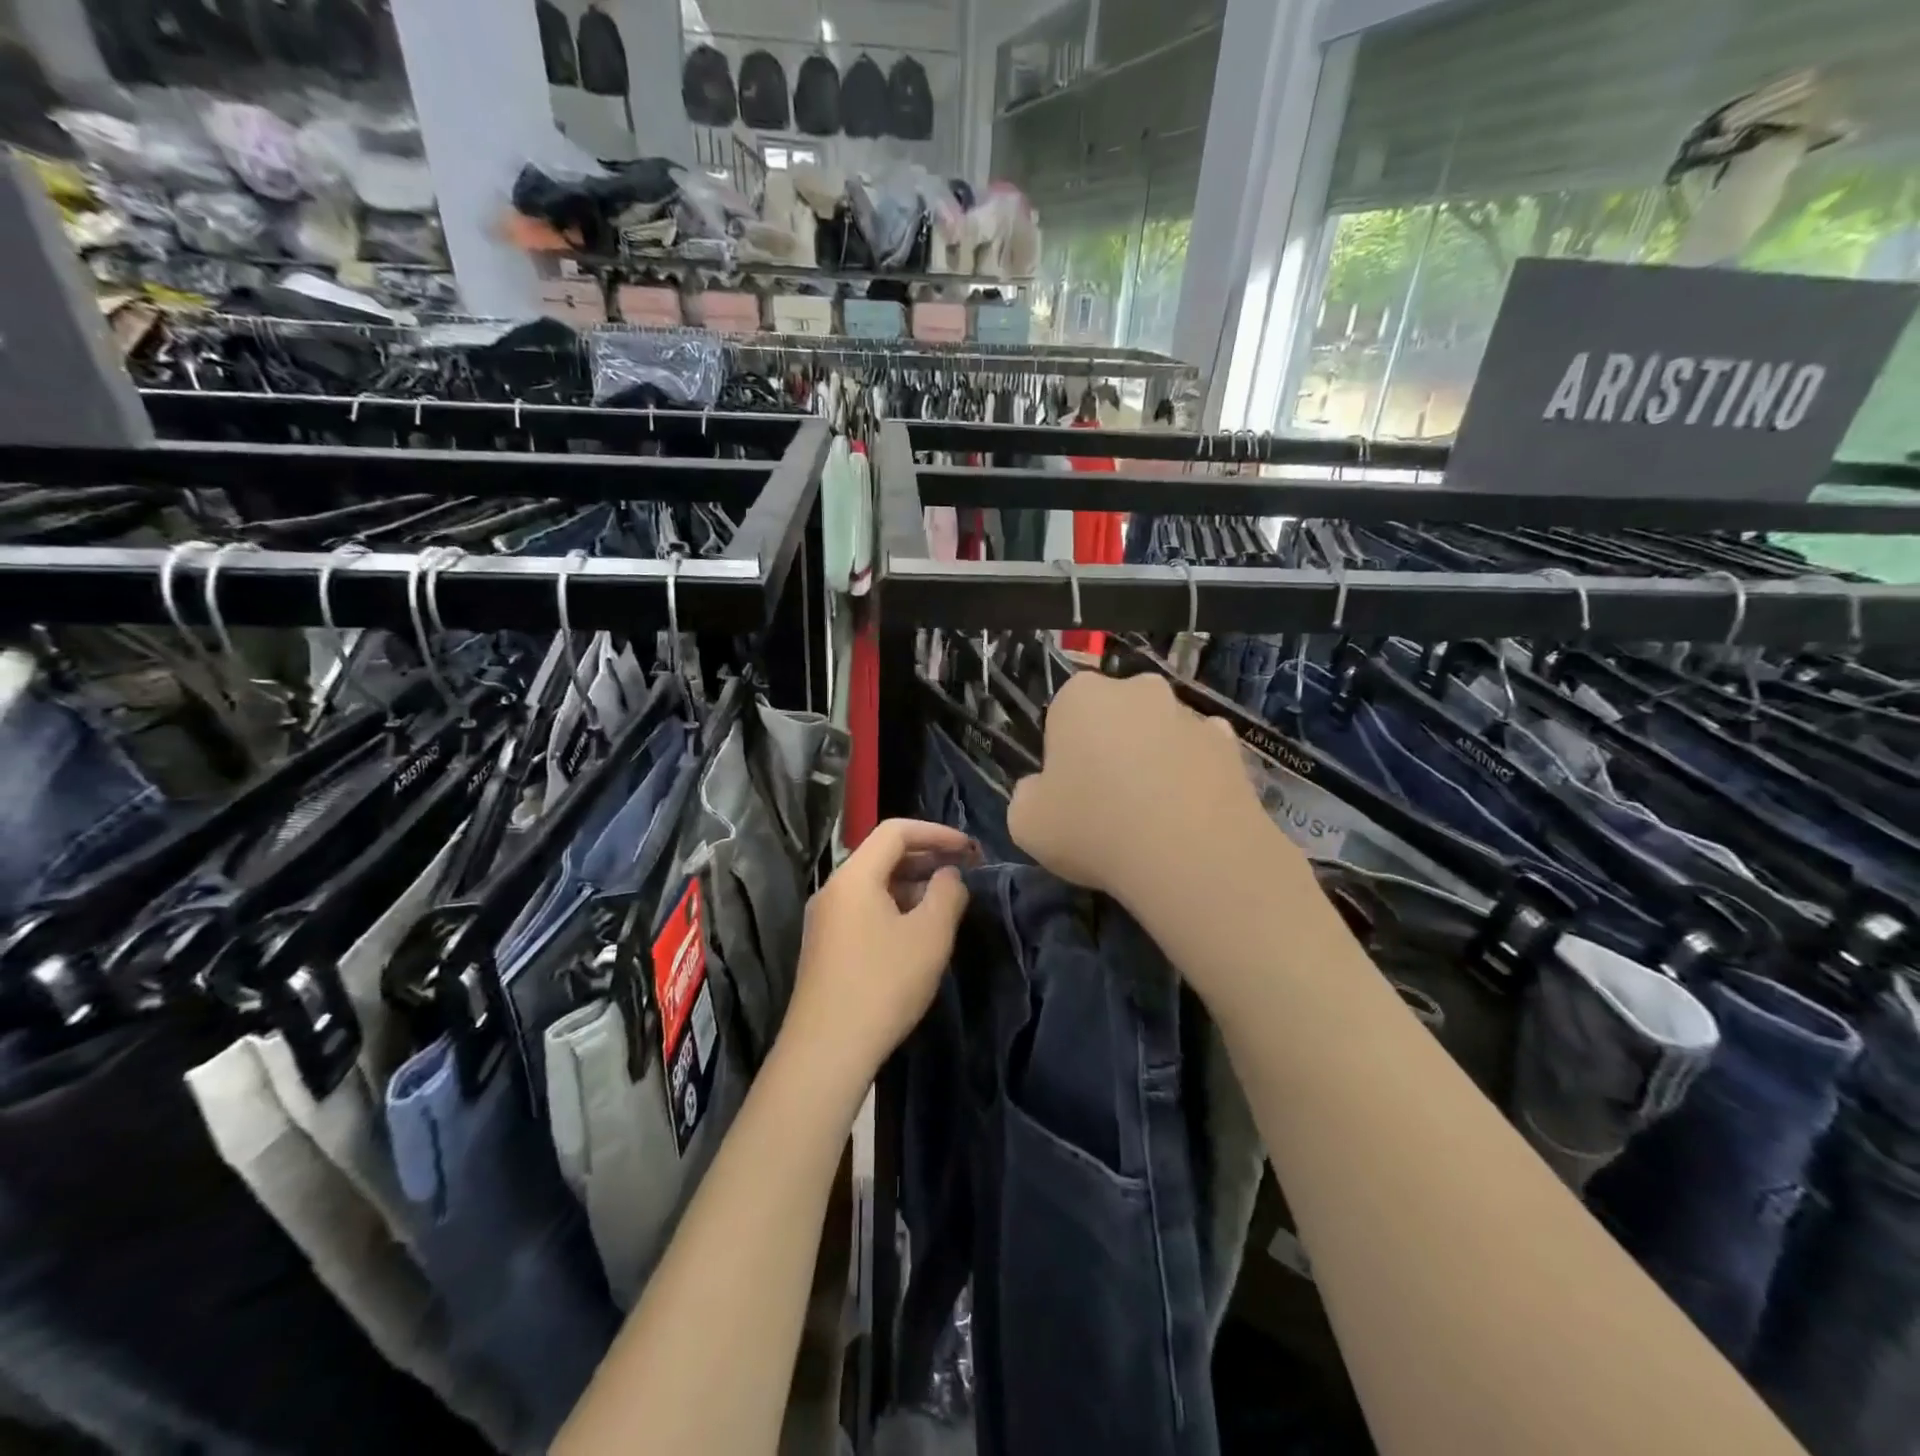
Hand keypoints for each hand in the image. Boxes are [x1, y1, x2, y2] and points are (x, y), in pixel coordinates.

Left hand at [783, 819, 975, 1090]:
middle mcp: (833, 889)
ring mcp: (824, 919)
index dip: (936, 832)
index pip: (896, 831)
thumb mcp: (929, 936)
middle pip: (882, 855)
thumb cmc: (883, 984)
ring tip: (945, 901)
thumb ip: (947, 894)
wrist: (825, 1051)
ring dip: (911, 884)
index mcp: (854, 876)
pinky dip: (894, 906)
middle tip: (963, 871)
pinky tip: (916, 932)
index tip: (970, 849)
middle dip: (926, 857)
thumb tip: (949, 875)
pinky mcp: (824, 947)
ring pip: (873, 884)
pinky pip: (863, 909)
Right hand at [1009, 672, 1290, 915]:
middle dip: (1111, 748)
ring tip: (1153, 820)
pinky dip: (1193, 777)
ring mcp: (1189, 713)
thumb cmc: (1093, 828)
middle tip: (1108, 804)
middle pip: (1115, 717)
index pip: (1063, 715)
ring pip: (1160, 734)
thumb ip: (1027, 796)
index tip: (1069, 793)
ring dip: (1154, 762)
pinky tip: (1188, 818)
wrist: (1191, 854)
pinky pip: (1200, 756)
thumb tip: (1043, 791)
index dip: (1064, 755)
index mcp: (1081, 695)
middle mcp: (1137, 689)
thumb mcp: (1025, 822)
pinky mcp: (1232, 743)